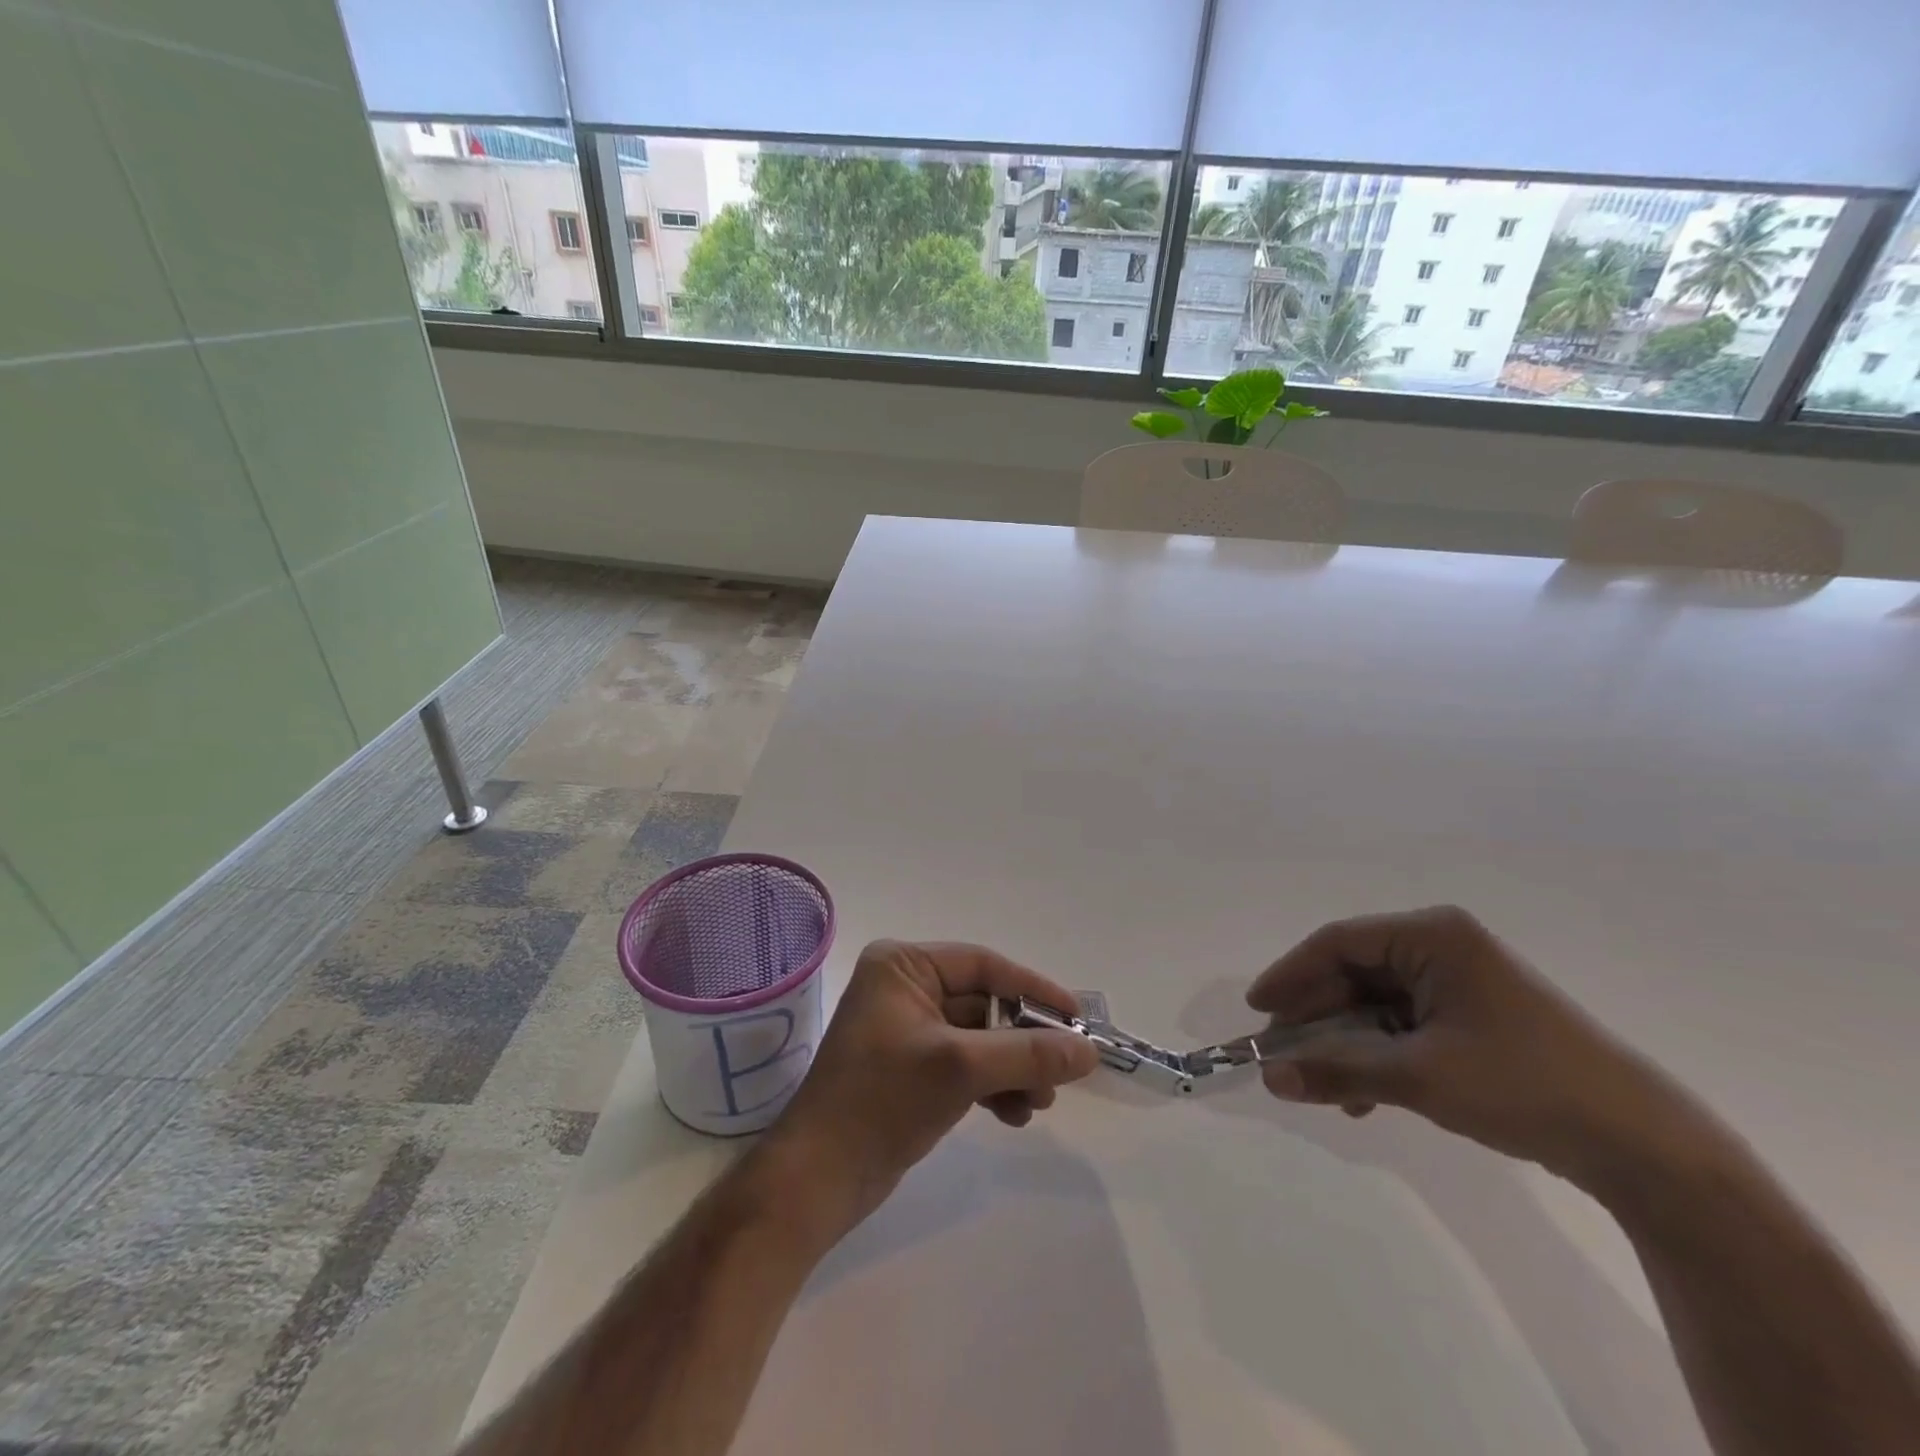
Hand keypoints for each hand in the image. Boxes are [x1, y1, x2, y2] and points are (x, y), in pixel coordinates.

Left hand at [759, 941, 1098, 1241]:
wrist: (817, 1181)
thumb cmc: (882, 1101)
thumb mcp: (961, 1069)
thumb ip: (1028, 1054)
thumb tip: (1089, 1051)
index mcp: (902, 966)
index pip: (983, 965)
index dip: (1033, 988)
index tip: (1077, 1019)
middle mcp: (903, 988)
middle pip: (984, 1004)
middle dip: (1023, 1041)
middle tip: (1062, 1074)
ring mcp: (906, 1031)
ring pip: (979, 1039)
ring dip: (1013, 1068)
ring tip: (1039, 1105)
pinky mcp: (910, 1070)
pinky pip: (965, 1065)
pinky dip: (992, 1086)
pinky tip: (1014, 1115)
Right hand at [1246, 906, 1681, 1186]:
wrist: (1643, 1146)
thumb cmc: (1522, 1085)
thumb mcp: (1419, 1077)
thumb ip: (1338, 1071)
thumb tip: (1269, 1078)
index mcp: (1432, 936)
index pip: (1339, 942)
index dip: (1291, 974)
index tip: (1257, 1009)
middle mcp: (1442, 948)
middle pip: (1355, 973)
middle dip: (1317, 1017)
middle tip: (1280, 1052)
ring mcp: (1460, 983)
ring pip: (1376, 1004)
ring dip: (1345, 1044)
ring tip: (1320, 1086)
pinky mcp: (1474, 1018)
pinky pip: (1404, 1026)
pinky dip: (1378, 1057)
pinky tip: (1364, 1099)